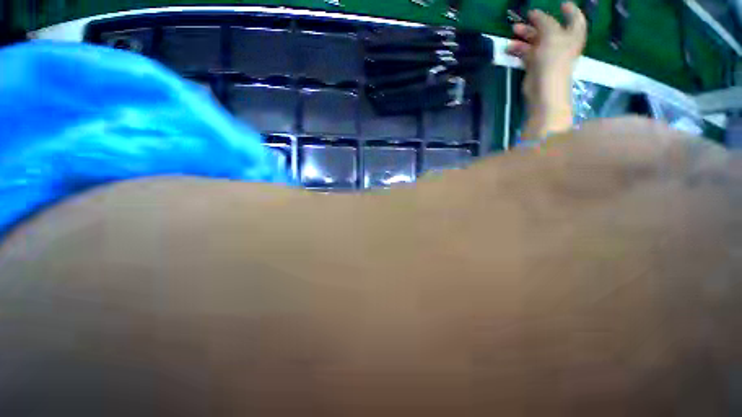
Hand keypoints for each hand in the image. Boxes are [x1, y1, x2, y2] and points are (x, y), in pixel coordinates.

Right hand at [507, 2, 586, 139]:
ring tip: (513, 31)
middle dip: (537, 23)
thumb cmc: (553, 60)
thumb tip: (535, 13)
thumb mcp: (551, 35)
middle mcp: (561, 43)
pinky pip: (527, 53)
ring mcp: (547, 55)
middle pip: (550, 29)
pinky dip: (519, 49)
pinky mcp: (535, 66)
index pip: (575, 18)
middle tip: (524, 18)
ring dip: (524, 36)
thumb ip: (544, 21)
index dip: (569, 10)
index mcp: (572, 34)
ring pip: (535, 41)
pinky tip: (510, 47)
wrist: (544, 89)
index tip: (560, 3)